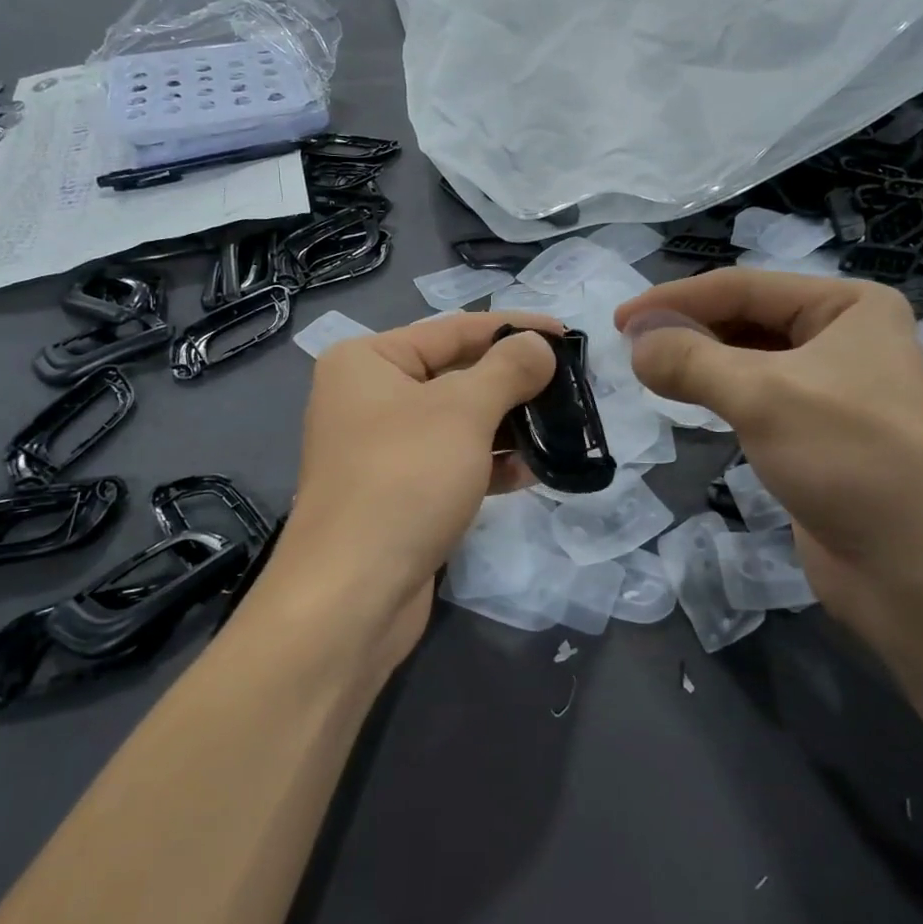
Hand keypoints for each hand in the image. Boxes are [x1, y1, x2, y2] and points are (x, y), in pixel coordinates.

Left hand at [260, 313, 559, 658]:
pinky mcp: (396, 493)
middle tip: (570, 384)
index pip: (453, 329)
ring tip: (561, 426)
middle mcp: (367, 397)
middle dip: (513, 381)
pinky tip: (532, 472)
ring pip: (457, 422)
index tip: (567, 333)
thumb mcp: (463, 412)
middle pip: (455, 374)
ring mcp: (380, 448)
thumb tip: (539, 345)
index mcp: (367, 361)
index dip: (513, 328)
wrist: (352, 596)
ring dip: (508, 425)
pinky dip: (489, 463)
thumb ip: (507, 369)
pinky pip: (451, 462)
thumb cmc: (405, 479)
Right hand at [615, 271, 922, 645]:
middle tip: (629, 348)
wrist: (919, 571)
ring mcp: (833, 386)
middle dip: (688, 329)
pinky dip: (717, 393)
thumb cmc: (850, 460)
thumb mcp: (763, 396)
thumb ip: (690, 360)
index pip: (743, 286)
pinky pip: (756, 395)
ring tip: (648, 370)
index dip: (675, 299)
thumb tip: (634, 343)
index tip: (618, 320)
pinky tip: (686, 399)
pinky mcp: (818, 431)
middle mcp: (845, 336)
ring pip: (748, 357)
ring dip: (699, 361)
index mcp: (849, 305)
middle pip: (746, 317)